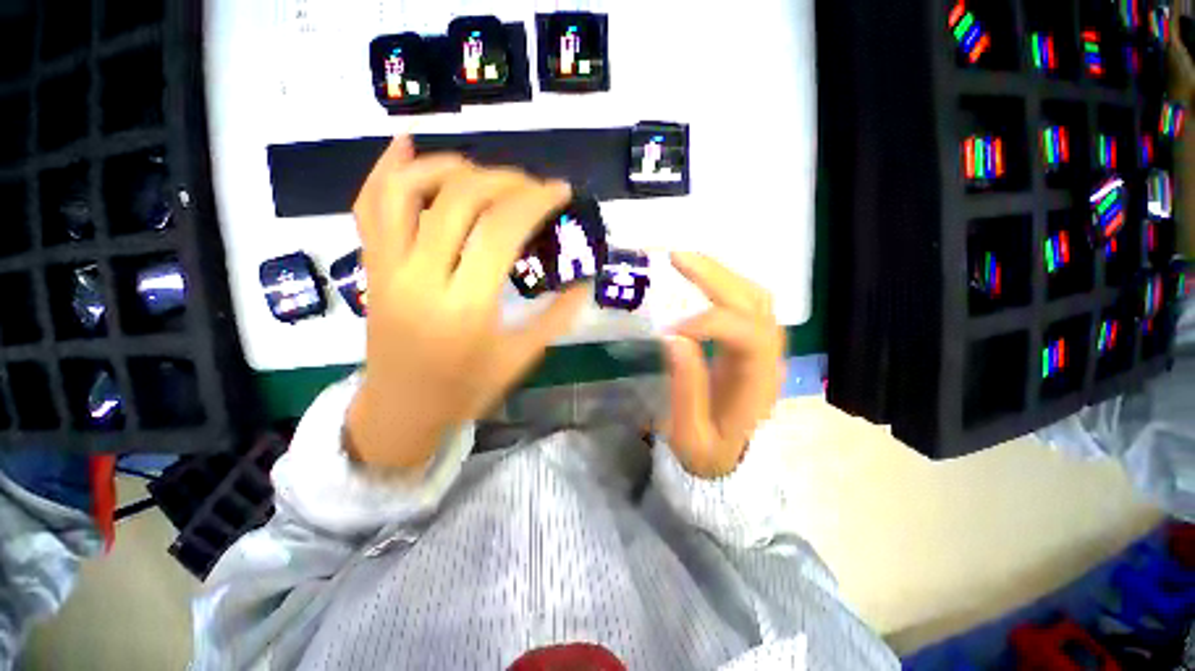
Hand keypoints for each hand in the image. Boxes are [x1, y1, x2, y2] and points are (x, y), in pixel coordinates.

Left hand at [346, 137, 588, 471]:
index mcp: (465, 308)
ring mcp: (386, 269)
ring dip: (448, 167)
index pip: (500, 230)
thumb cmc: (465, 390)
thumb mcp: (520, 358)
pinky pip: (368, 206)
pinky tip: (407, 145)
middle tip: (531, 184)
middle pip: (459, 201)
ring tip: (483, 171)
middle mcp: (420, 279)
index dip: (535, 201)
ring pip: (405, 191)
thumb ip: (556, 317)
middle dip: (503, 180)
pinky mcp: (370, 267)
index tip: (560, 191)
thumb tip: (585, 281)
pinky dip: (386, 169)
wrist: (402, 410)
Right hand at [663, 252, 784, 478]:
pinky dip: (723, 283)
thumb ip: (686, 387)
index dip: (707, 323)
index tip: (669, 330)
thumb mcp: (690, 433)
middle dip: (715, 276)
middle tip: (677, 258)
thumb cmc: (708, 450)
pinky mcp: (752, 343)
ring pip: (754, 296)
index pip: (745, 334)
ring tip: (685, 261)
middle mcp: (770, 357)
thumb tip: (674, 336)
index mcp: (757, 383)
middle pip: (754, 303)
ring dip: (720, 274)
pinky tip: (699, 278)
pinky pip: (746, 302)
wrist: (728, 460)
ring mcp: (765, 346)